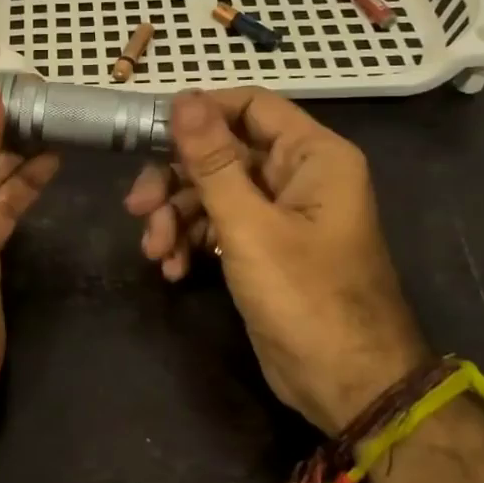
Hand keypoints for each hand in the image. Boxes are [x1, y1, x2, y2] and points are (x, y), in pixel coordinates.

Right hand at [125, 88, 429, 433]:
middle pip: (221, 153)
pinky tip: (174, 270)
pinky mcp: (263, 248)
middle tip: (137, 208)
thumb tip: (183, 98)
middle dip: (176, 182)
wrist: (346, 385)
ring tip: (156, 254)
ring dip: (177, 219)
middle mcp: (297, 176)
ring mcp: (280, 214)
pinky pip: (218, 226)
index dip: (200, 114)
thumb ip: (211, 161)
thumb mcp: (249, 225)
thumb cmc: (305, 297)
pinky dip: (192, 243)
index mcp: (312, 156)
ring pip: (212, 193)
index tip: (151, 134)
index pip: (250, 106)